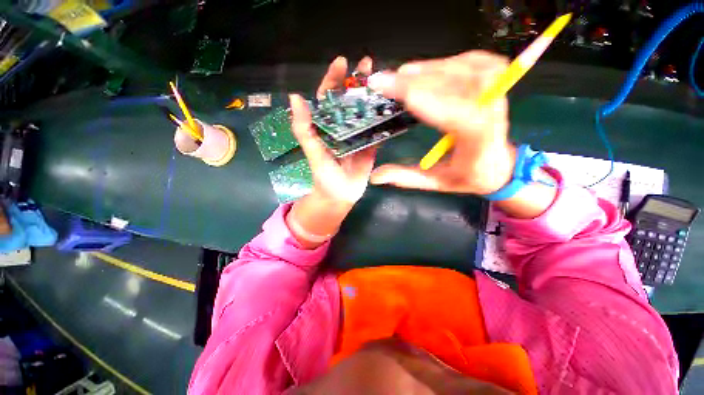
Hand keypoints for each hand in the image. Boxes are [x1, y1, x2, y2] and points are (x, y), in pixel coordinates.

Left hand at [289, 56, 376, 204]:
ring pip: (365, 112)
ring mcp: (358, 135)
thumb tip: (295, 97)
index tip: (341, 62)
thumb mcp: (313, 153)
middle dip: (357, 82)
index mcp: (326, 126)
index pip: (328, 98)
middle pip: (350, 100)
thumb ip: (304, 129)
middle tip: (368, 65)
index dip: (333, 79)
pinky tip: (394, 106)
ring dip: (374, 97)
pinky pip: (378, 130)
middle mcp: (342, 127)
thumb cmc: (324, 176)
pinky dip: (385, 119)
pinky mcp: (370, 145)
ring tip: (386, 83)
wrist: (340, 195)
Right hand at [367, 51, 515, 195]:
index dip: (408, 93)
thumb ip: (406, 177)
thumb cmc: (469, 175)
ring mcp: (495, 88)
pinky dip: (445, 61)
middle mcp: (489, 106)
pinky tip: (429, 69)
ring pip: (455, 67)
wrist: (499, 164)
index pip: (441, 104)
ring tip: (400, 76)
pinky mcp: (494, 78)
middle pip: (445, 82)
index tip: (381, 87)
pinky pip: (468, 60)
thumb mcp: (436, 182)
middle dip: (409, 80)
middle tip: (383, 80)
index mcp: (476, 135)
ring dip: (423, 69)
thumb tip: (375, 176)